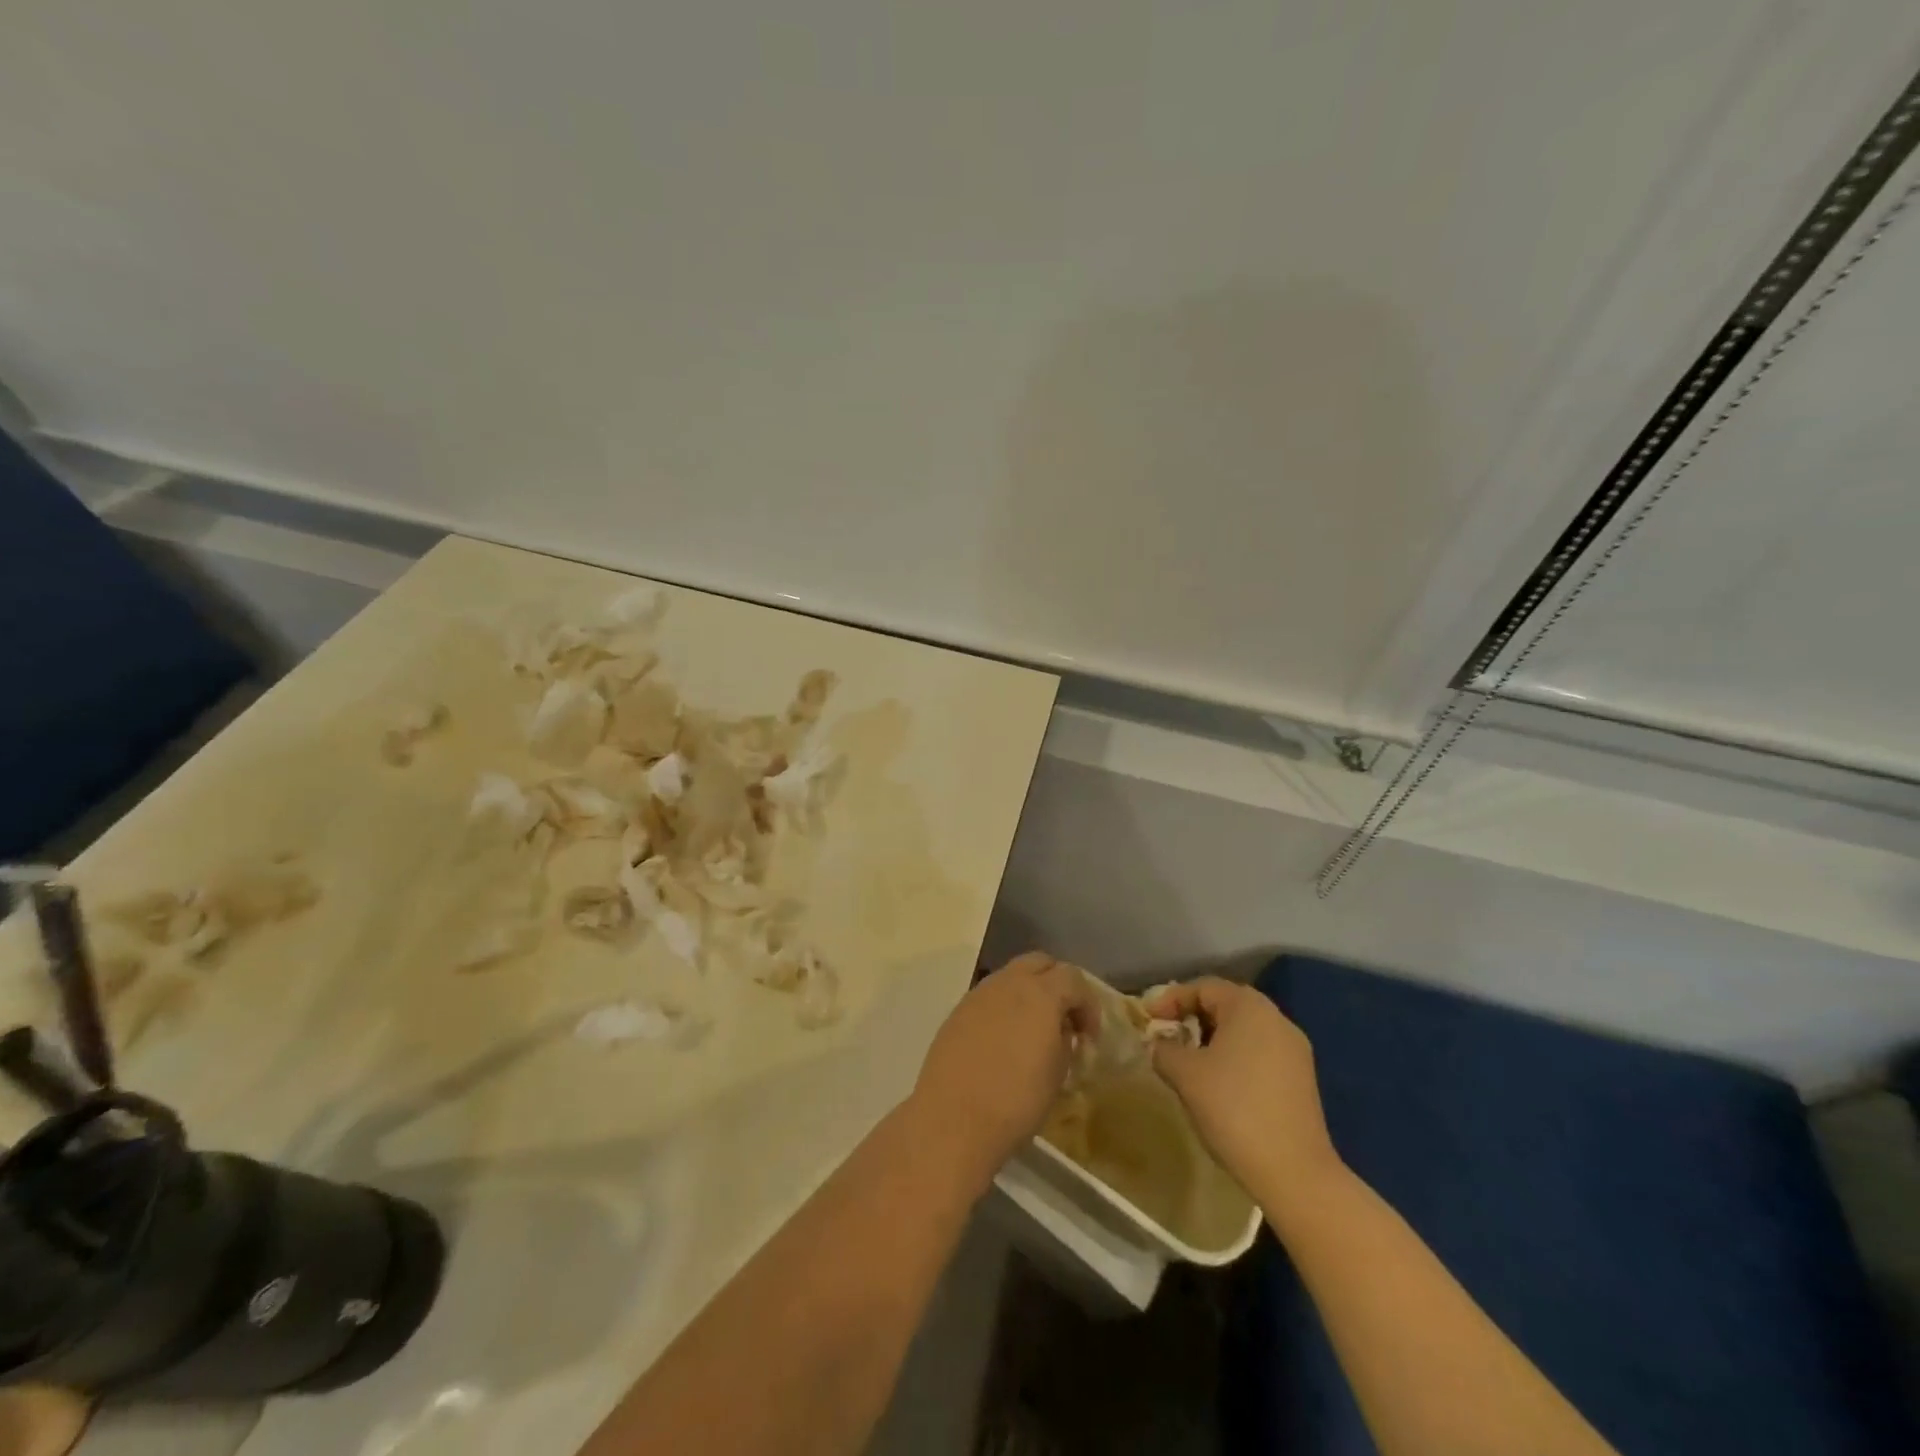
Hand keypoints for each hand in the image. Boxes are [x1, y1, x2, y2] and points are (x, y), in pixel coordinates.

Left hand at [910, 952, 1096, 1182]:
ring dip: (1029, 992)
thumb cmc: (1016, 1100)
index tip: (1089, 1037)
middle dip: (1058, 984)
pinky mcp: (958, 1011)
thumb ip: (1064, 1041)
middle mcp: (1008, 982)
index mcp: (1040, 993)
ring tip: (1033, 1030)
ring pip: (1011, 975)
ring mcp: (979, 993)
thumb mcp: (1057, 1073)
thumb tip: (1061, 1030)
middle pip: (1040, 963)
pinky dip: (1004, 1007)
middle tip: (1064, 1019)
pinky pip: (989, 996)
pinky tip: (1004, 1040)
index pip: (1073, 978)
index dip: (1088, 1004)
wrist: (954, 1118)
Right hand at [1145, 977, 1342, 1212]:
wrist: (1294, 1172)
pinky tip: (1219, 1083)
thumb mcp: (1185, 1074)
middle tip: (1167, 1035)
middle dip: (1192, 1016)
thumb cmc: (1233, 1109)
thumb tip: (1160, 1045)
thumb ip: (1164, 1049)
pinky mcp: (1302, 1079)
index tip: (1148, 1020)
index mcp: (1249, 1007)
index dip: (1171, 999)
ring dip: (1213, 1038)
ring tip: (1189, 1061)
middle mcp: (1276, 1019)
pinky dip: (1234, 1057)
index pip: (1203, 987)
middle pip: (1226, 1004)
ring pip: (1244, 1030)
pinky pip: (1260, 1052)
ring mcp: (1294, 1050)